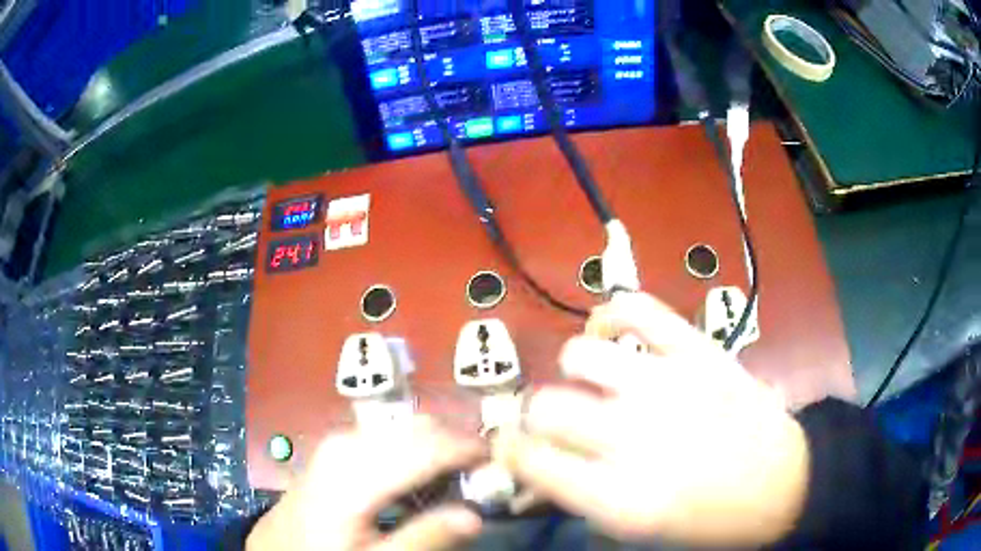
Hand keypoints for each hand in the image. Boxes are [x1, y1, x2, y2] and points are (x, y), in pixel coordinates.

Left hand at [247, 417, 484, 550]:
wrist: (276, 546)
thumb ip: (425, 538)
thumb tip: (475, 515)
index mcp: (356, 469)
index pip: (429, 446)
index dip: (471, 451)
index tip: (504, 463)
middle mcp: (349, 442)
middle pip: (419, 429)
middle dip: (457, 446)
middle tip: (485, 476)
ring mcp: (339, 442)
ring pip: (405, 430)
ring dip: (438, 449)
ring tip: (460, 480)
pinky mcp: (337, 449)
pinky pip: (388, 438)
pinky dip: (415, 452)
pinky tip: (422, 479)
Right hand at [495, 293, 809, 546]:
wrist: (782, 483)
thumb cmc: (709, 521)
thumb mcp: (638, 530)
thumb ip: (581, 498)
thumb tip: (537, 467)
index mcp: (619, 496)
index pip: (530, 460)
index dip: (508, 449)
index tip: (510, 446)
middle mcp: (635, 438)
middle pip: (546, 406)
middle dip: (537, 414)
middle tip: (555, 420)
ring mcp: (669, 385)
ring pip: (580, 355)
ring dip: (572, 370)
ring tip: (589, 379)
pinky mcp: (698, 350)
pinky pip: (638, 309)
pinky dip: (612, 313)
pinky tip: (611, 331)